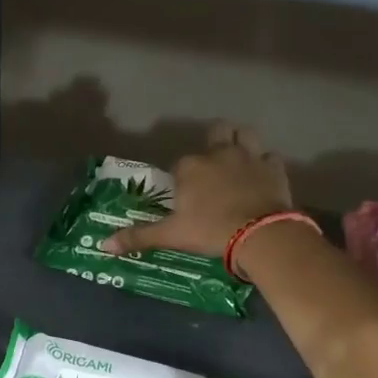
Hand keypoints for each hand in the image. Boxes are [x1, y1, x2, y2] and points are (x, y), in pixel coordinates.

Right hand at [102, 122, 292, 258]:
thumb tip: (103, 245)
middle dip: (214, 143)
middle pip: (216, 132)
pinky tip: (262, 178)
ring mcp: (249, 157)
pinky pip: (270, 157)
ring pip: (246, 133)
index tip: (184, 194)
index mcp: (191, 167)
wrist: (259, 234)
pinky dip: (265, 165)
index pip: (181, 164)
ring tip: (238, 159)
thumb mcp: (171, 235)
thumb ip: (138, 237)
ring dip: (241, 141)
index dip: (182, 176)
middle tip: (213, 166)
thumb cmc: (210, 231)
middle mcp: (219, 153)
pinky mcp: (274, 168)